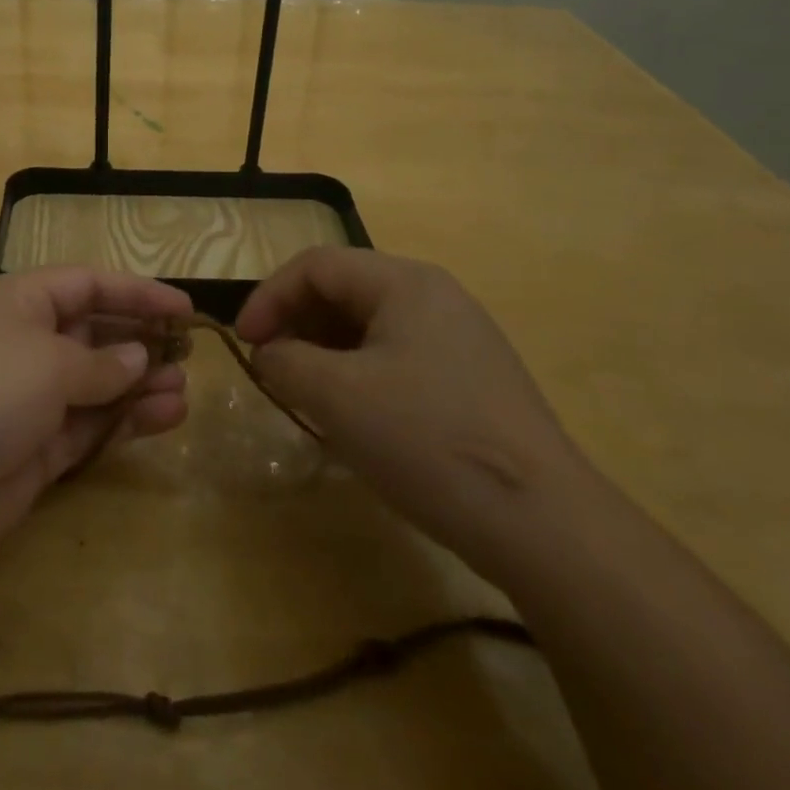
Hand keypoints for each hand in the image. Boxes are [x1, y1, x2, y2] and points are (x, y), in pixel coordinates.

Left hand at [0, 268, 191, 574]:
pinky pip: (89, 425)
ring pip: (96, 383)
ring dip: (140, 384)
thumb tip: (138, 358)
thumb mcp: (48, 362)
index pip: (86, 284)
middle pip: (93, 333)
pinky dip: (125, 421)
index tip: (184, 307)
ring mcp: (27, 399)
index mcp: (17, 302)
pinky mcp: (33, 450)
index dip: (136, 292)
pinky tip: (166, 417)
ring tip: (184, 389)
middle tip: (189, 353)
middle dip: (140, 341)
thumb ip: (101, 362)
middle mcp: (22, 344)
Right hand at [236, 247, 580, 574]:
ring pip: (370, 325)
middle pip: (345, 289)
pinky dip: (360, 373)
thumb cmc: (428, 440)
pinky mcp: (473, 378)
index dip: (269, 296)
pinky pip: (398, 356)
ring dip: (325, 351)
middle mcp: (435, 295)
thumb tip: (270, 352)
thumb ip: (286, 361)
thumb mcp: (337, 397)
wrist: (545, 525)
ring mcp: (460, 337)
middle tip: (272, 368)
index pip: (316, 265)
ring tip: (305, 394)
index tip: (244, 343)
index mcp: (405, 282)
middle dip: (297, 323)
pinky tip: (354, 416)